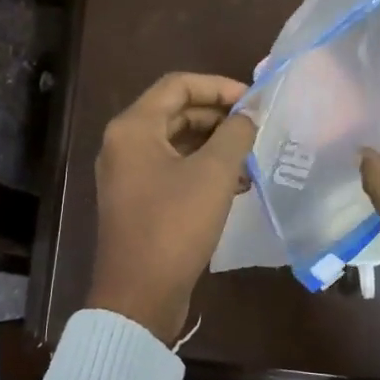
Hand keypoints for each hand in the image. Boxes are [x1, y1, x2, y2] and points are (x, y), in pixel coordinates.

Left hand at [86, 72, 256, 343]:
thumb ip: (235, 134)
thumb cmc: (175, 225)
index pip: (178, 85)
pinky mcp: (138, 202)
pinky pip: (173, 171)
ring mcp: (128, 175)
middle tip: (256, 129)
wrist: (140, 294)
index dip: (218, 86)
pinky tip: (236, 185)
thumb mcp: (214, 174)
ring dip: (214, 146)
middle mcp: (124, 144)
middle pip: (176, 113)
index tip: (253, 102)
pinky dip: (202, 171)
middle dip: (218, 117)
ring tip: (251, 158)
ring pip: (176, 144)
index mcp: (133, 128)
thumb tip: (248, 115)